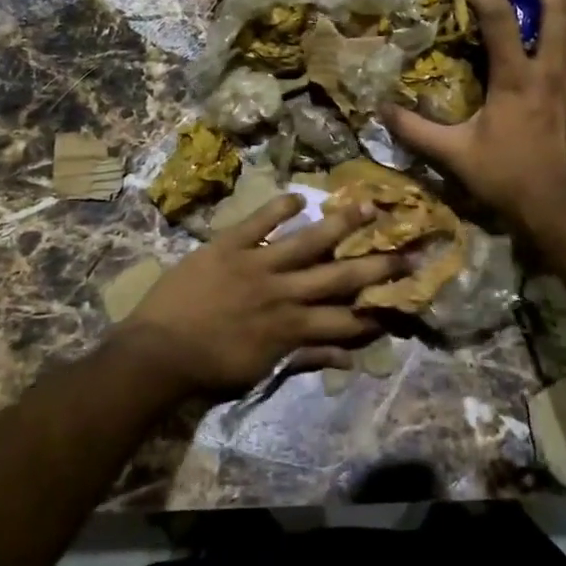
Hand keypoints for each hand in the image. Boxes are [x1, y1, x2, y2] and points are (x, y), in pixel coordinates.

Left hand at [122, 194, 401, 395]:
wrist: (157, 354)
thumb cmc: (209, 368)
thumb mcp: (260, 371)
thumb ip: (304, 358)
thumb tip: (348, 358)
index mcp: (292, 327)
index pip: (345, 318)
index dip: (377, 309)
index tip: (404, 297)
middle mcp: (284, 292)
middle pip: (339, 276)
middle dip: (377, 264)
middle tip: (409, 249)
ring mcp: (257, 265)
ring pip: (307, 241)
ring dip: (340, 224)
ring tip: (369, 206)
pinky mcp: (228, 246)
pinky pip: (257, 222)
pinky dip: (277, 207)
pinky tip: (300, 194)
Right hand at [382, 0, 565, 231]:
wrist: (560, 209)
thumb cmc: (506, 177)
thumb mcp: (453, 154)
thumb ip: (416, 130)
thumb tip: (381, 111)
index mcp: (516, 77)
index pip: (497, 16)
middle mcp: (554, 70)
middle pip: (558, 7)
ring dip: (565, 16)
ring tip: (551, 11)